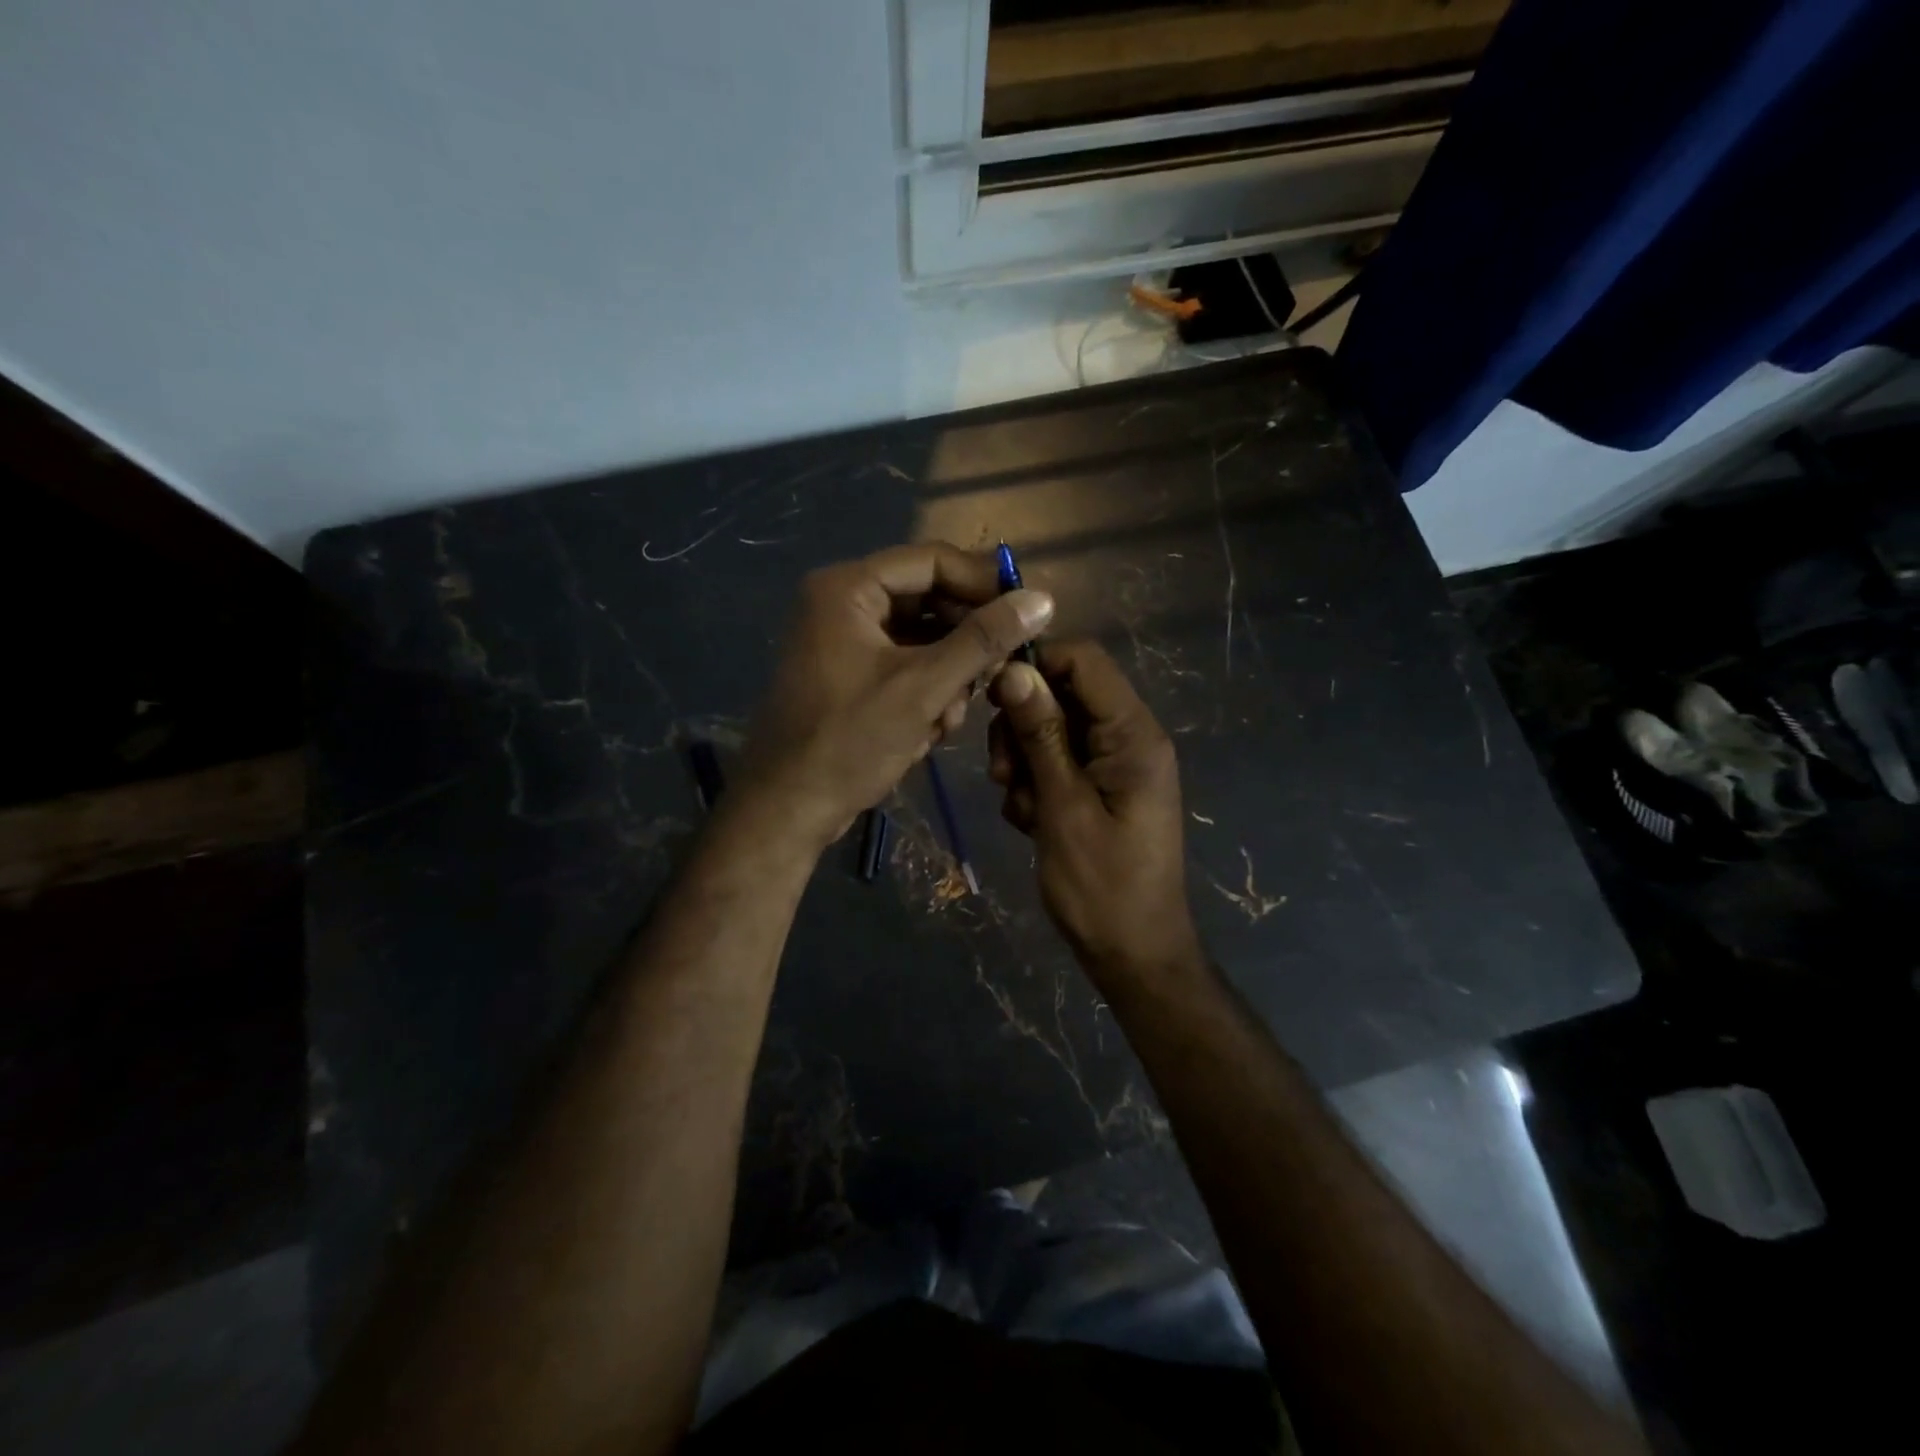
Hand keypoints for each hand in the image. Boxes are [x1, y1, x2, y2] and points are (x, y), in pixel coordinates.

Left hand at [739, 544, 1053, 849]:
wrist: (787, 809)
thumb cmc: (850, 741)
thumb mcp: (925, 686)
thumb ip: (984, 639)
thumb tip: (1043, 599)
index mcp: (848, 588)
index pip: (932, 561)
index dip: (983, 583)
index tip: (1026, 615)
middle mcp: (842, 603)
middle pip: (928, 601)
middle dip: (963, 644)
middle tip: (993, 677)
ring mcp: (843, 641)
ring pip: (921, 640)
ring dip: (947, 677)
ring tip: (948, 718)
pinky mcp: (848, 676)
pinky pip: (903, 667)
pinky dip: (924, 694)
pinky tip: (929, 731)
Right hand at [987, 642, 1203, 982]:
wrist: (1132, 954)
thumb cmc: (1101, 886)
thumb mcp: (1063, 806)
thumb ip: (1041, 735)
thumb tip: (1014, 669)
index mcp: (1134, 735)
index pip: (1085, 661)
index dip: (1036, 665)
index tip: (992, 695)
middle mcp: (1128, 739)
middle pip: (1063, 695)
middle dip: (1023, 727)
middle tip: (1002, 773)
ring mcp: (1114, 766)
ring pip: (1052, 731)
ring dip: (1024, 762)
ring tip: (1020, 808)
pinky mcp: (1099, 789)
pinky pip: (1056, 764)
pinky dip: (1034, 787)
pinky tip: (1030, 823)